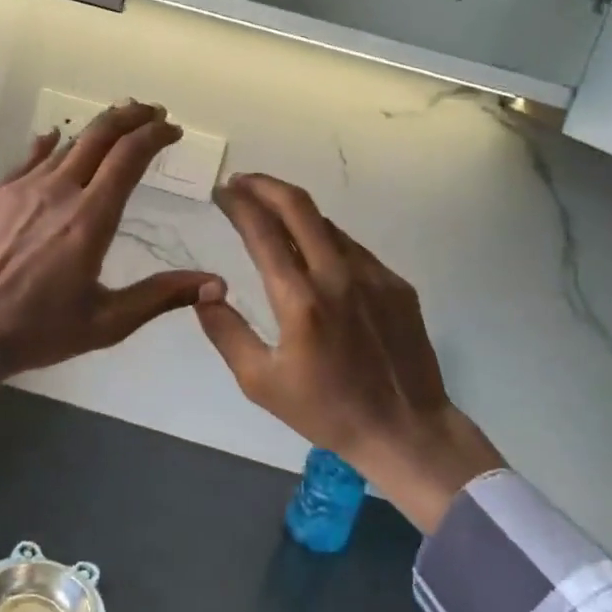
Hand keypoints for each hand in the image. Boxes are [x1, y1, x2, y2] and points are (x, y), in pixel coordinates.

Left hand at [0, 102, 221, 403]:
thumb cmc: (36, 332)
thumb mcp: (107, 322)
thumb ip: (161, 296)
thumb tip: (216, 284)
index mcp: (90, 218)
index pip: (130, 156)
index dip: (155, 135)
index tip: (172, 129)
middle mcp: (57, 190)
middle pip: (99, 135)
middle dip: (130, 116)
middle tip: (150, 111)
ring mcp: (18, 188)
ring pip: (64, 146)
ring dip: (93, 132)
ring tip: (112, 127)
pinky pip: (27, 160)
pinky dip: (48, 147)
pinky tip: (52, 141)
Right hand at [197, 174, 503, 532]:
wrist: (406, 430)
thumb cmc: (326, 411)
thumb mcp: (260, 382)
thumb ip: (226, 331)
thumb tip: (205, 290)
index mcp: (301, 300)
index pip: (262, 232)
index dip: (238, 204)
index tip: (221, 192)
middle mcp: (338, 276)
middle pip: (298, 206)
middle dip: (264, 185)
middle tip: (242, 182)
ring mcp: (373, 275)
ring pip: (327, 225)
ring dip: (294, 211)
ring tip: (271, 213)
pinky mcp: (396, 284)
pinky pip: (352, 248)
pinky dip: (324, 238)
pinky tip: (314, 252)